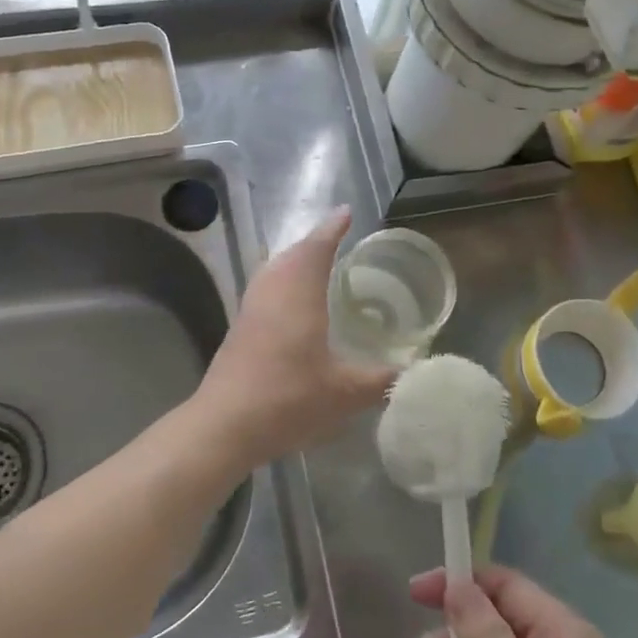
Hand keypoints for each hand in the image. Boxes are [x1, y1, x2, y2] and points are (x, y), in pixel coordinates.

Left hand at [197, 207, 395, 463]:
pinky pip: (265, 290)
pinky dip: (283, 283)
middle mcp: (271, 291)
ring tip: (318, 268)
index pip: (317, 247)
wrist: (224, 425)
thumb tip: (413, 370)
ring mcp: (250, 309)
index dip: (333, 228)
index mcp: (298, 293)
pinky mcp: (238, 329)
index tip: (347, 212)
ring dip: (295, 262)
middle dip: (315, 243)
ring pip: (274, 271)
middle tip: (338, 241)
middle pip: (292, 253)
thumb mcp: (345, 392)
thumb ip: (382, 379)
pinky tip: (294, 307)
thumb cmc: (288, 398)